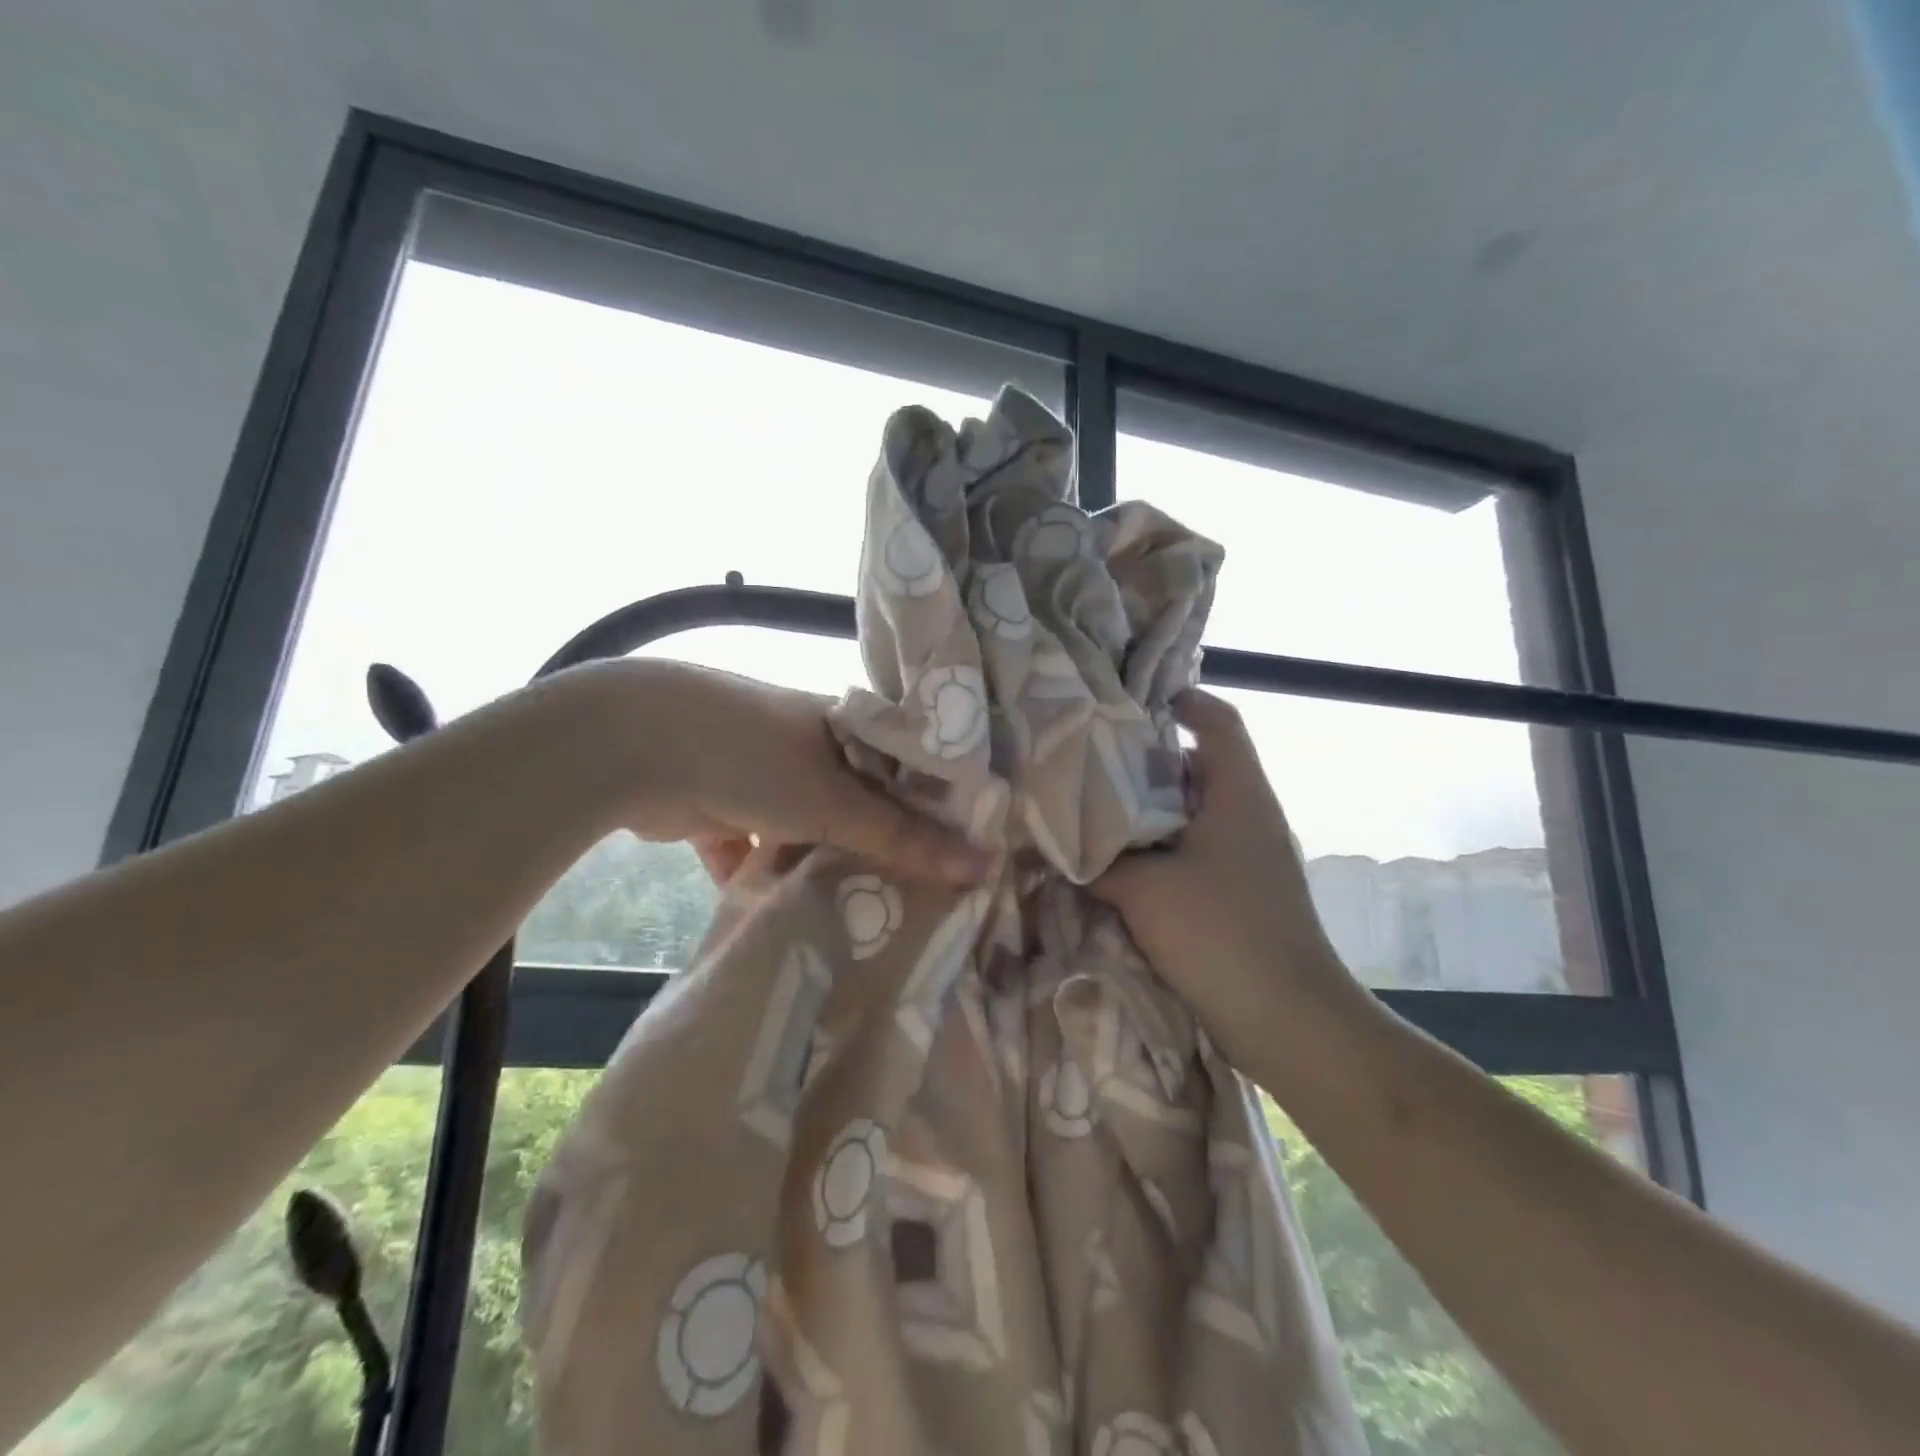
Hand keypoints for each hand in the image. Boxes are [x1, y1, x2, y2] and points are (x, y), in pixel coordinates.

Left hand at [596, 660, 988, 885]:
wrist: (632, 747)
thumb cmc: (753, 756)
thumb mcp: (835, 801)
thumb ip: (904, 838)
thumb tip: (985, 865)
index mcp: (843, 729)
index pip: (905, 771)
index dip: (932, 812)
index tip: (961, 859)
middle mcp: (806, 748)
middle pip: (856, 807)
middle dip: (874, 851)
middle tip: (912, 902)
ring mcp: (758, 778)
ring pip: (804, 834)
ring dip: (815, 870)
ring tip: (854, 921)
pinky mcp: (717, 810)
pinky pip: (752, 853)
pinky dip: (760, 881)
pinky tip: (778, 920)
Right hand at [1092, 690, 1372, 1075]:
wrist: (1289, 1021)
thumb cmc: (1221, 934)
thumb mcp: (1144, 890)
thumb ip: (1098, 861)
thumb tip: (1059, 844)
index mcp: (1239, 793)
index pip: (1218, 722)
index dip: (1182, 700)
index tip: (1131, 701)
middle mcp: (1250, 814)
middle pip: (1199, 763)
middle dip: (1147, 758)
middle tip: (1091, 756)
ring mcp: (1249, 855)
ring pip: (1194, 809)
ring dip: (1150, 807)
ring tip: (1095, 805)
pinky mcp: (1241, 890)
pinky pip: (1195, 848)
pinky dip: (1160, 844)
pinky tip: (1121, 858)